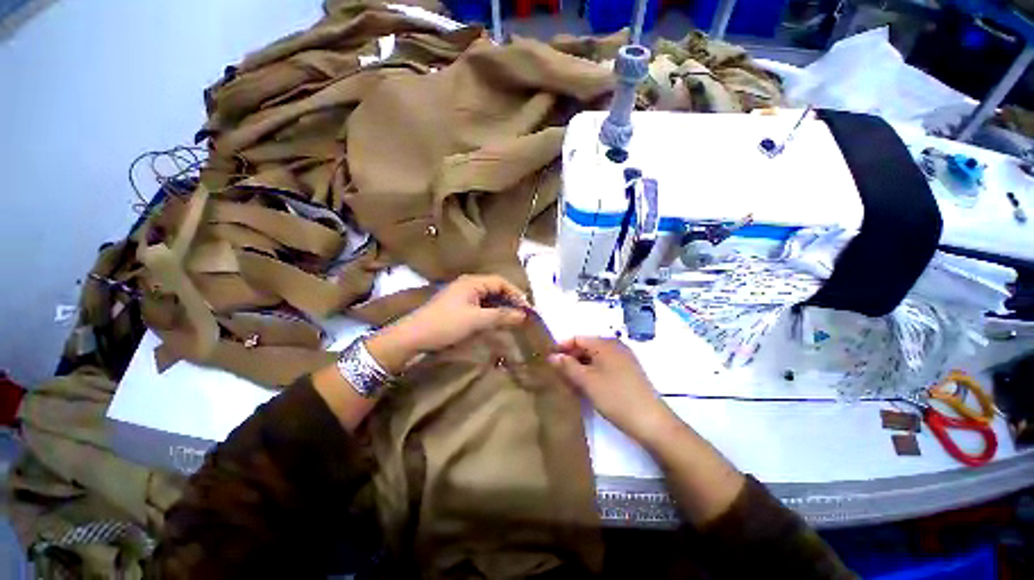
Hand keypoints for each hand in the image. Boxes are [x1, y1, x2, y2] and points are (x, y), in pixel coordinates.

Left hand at [367, 275, 528, 373]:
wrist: (413, 337)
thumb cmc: (445, 324)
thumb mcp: (476, 320)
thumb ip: (501, 315)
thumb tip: (523, 315)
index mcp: (472, 282)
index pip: (501, 282)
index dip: (516, 294)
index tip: (527, 309)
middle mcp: (468, 285)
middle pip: (495, 289)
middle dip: (510, 301)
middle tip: (522, 316)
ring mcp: (462, 297)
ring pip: (488, 299)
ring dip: (501, 309)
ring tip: (513, 321)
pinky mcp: (458, 308)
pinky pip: (480, 307)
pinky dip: (490, 314)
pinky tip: (496, 324)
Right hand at [549, 337, 673, 444]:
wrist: (652, 422)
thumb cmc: (615, 397)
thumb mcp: (587, 381)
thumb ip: (567, 366)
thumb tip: (552, 356)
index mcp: (605, 344)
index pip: (577, 338)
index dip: (562, 347)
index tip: (549, 361)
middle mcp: (615, 346)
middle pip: (586, 347)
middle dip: (571, 358)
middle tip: (558, 374)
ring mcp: (624, 359)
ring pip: (595, 358)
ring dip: (581, 367)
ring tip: (570, 382)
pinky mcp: (629, 372)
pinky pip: (605, 366)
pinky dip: (593, 372)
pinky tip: (587, 386)